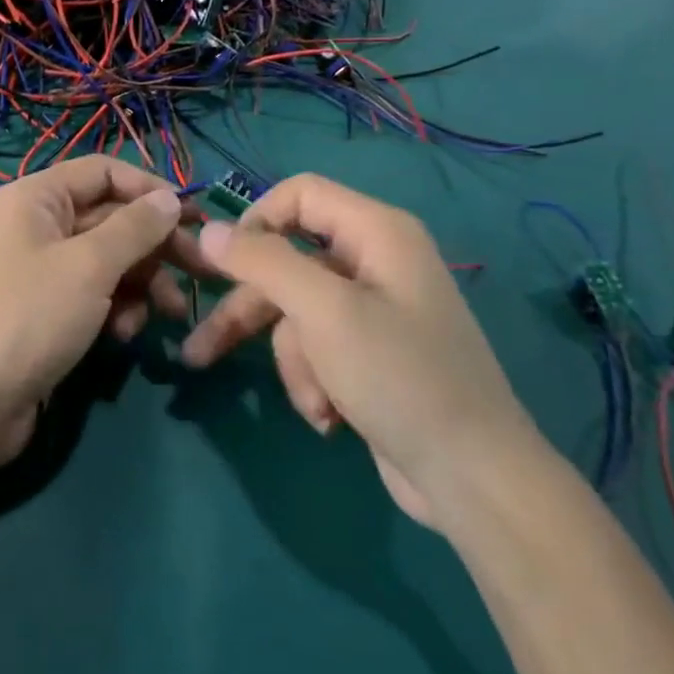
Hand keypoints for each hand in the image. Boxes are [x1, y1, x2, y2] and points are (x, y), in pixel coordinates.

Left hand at [0, 157, 195, 464]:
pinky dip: (115, 308)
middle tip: (201, 270)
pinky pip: (92, 293)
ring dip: (141, 283)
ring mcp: (40, 270)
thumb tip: (170, 198)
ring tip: (169, 314)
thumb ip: (135, 228)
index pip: (104, 171)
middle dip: (155, 245)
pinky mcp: (46, 310)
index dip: (150, 189)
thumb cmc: (30, 317)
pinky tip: (125, 335)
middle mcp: (36, 225)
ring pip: (107, 260)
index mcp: (36, 198)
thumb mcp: (90, 266)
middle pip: (110, 218)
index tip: (193, 216)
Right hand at [182, 174, 538, 527]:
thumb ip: (262, 262)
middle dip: (250, 311)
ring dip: (294, 361)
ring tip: (313, 407)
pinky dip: (314, 380)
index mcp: (376, 231)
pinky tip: (330, 418)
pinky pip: (317, 347)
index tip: (223, 262)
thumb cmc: (399, 377)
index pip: (299, 194)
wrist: (473, 479)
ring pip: (296, 313)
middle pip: (287, 262)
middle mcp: (374, 260)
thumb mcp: (323, 312)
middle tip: (199, 349)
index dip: (256, 220)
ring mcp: (372, 309)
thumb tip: (208, 230)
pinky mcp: (369, 353)